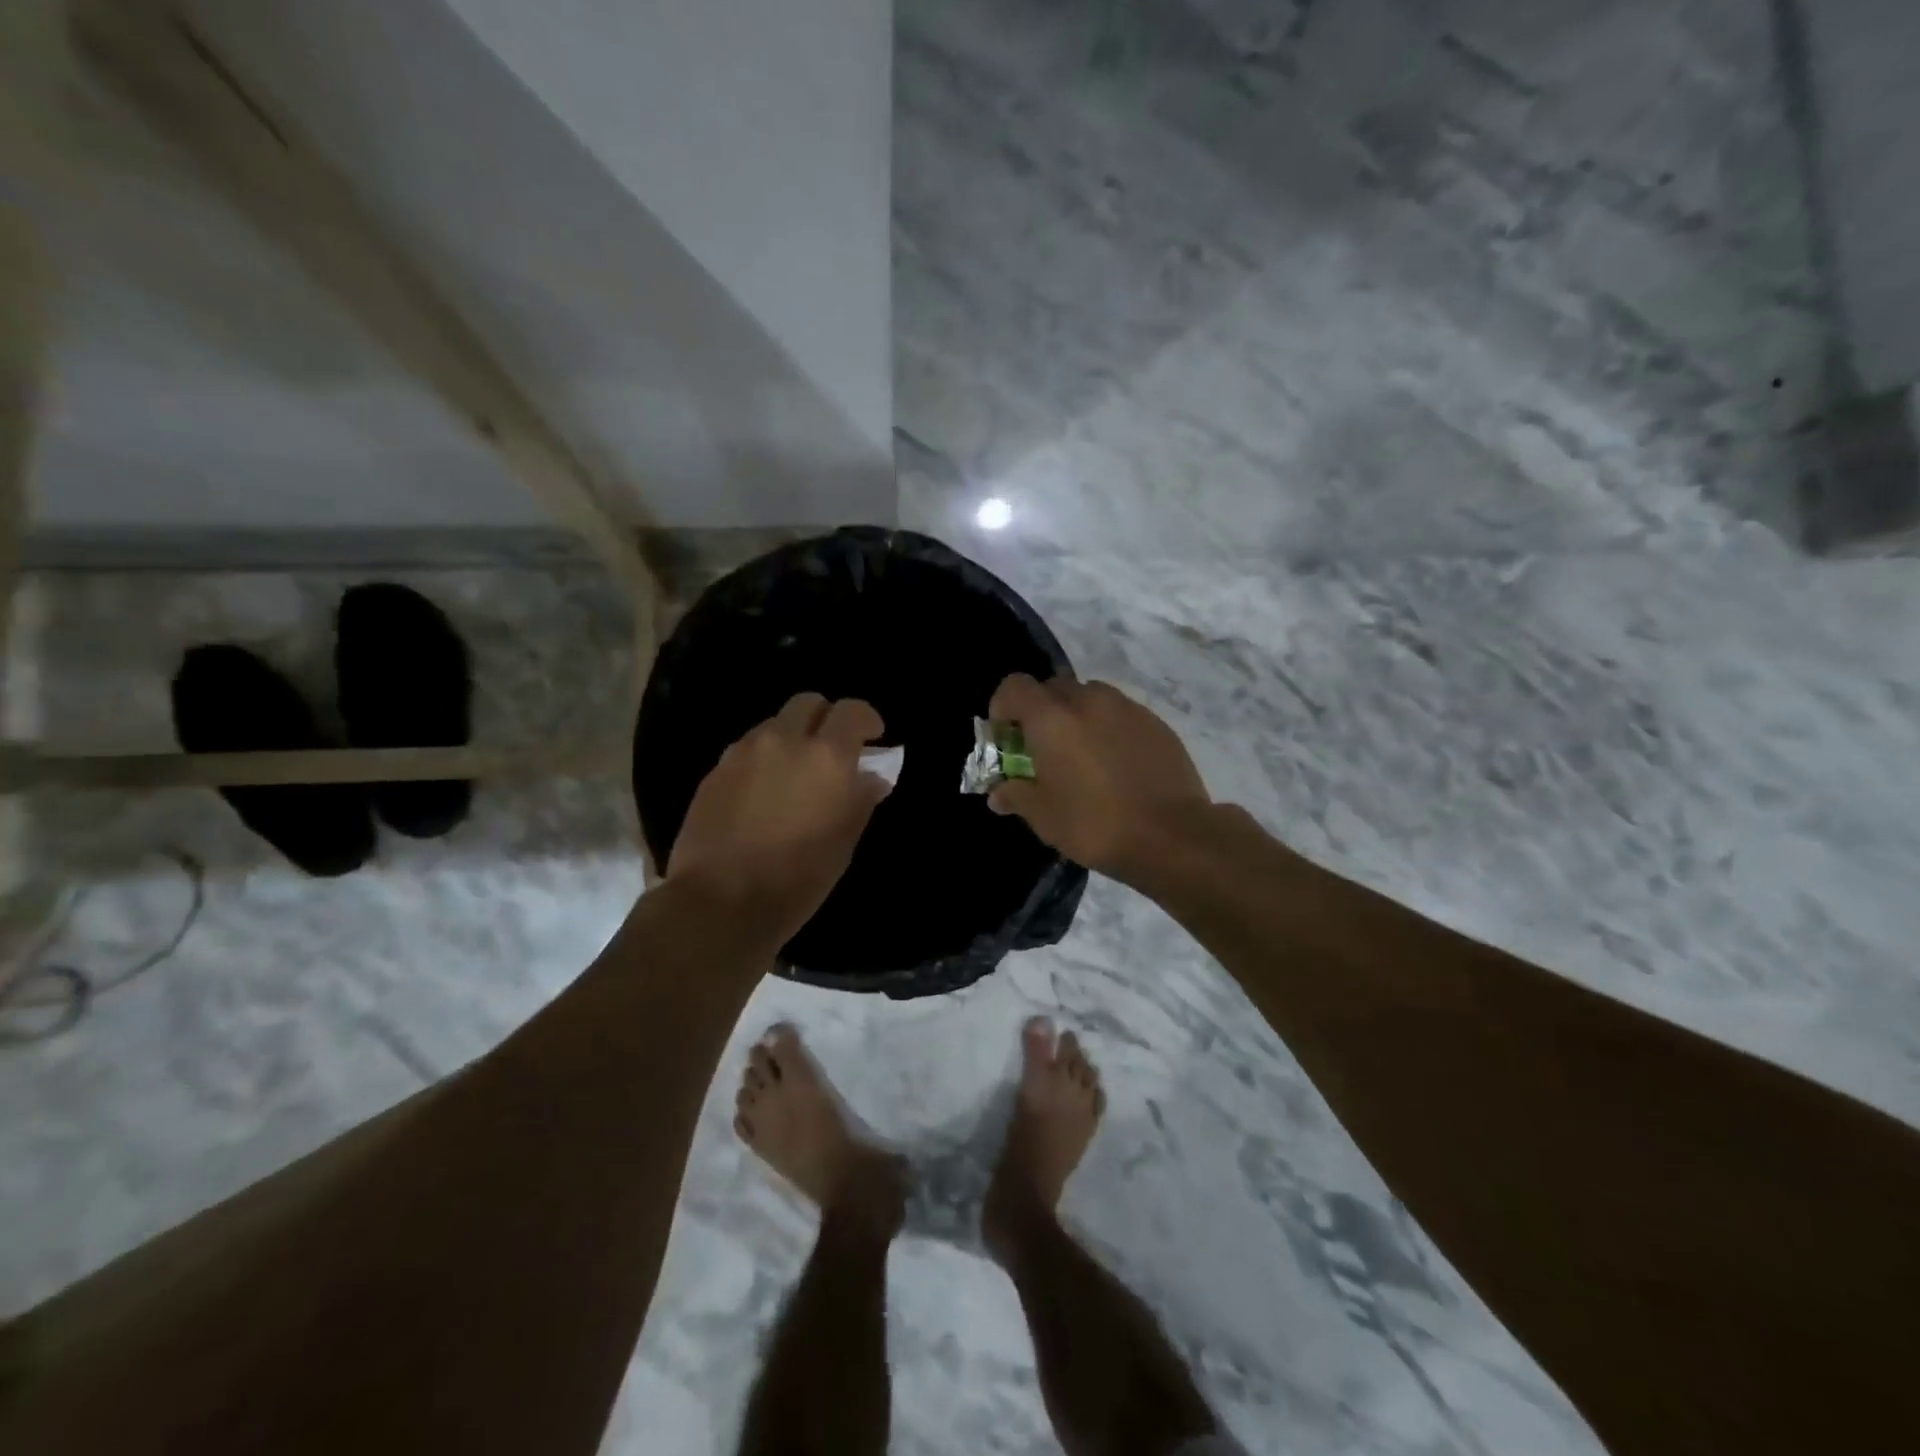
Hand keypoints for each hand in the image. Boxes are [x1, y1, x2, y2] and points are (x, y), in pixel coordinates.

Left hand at [667, 693, 891, 940]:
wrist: (720, 903)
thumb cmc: (797, 879)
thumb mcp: (844, 843)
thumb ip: (860, 800)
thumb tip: (870, 777)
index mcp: (826, 756)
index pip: (852, 711)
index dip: (867, 720)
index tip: (873, 739)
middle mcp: (784, 741)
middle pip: (808, 703)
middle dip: (825, 719)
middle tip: (832, 750)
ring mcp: (744, 752)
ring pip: (775, 724)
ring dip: (791, 738)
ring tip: (794, 774)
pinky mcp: (715, 770)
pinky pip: (747, 748)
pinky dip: (763, 758)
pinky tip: (763, 792)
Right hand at [986, 674, 1211, 882]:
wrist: (1172, 836)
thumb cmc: (1095, 825)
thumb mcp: (1043, 817)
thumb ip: (1016, 795)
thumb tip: (998, 793)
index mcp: (1052, 719)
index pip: (1014, 686)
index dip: (1003, 706)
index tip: (1006, 736)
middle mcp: (1088, 701)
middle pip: (1053, 687)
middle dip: (1041, 710)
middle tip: (1042, 748)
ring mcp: (1126, 708)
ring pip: (1090, 696)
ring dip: (1077, 715)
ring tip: (1081, 754)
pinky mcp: (1156, 723)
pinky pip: (1121, 713)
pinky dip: (1108, 727)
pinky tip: (1116, 764)